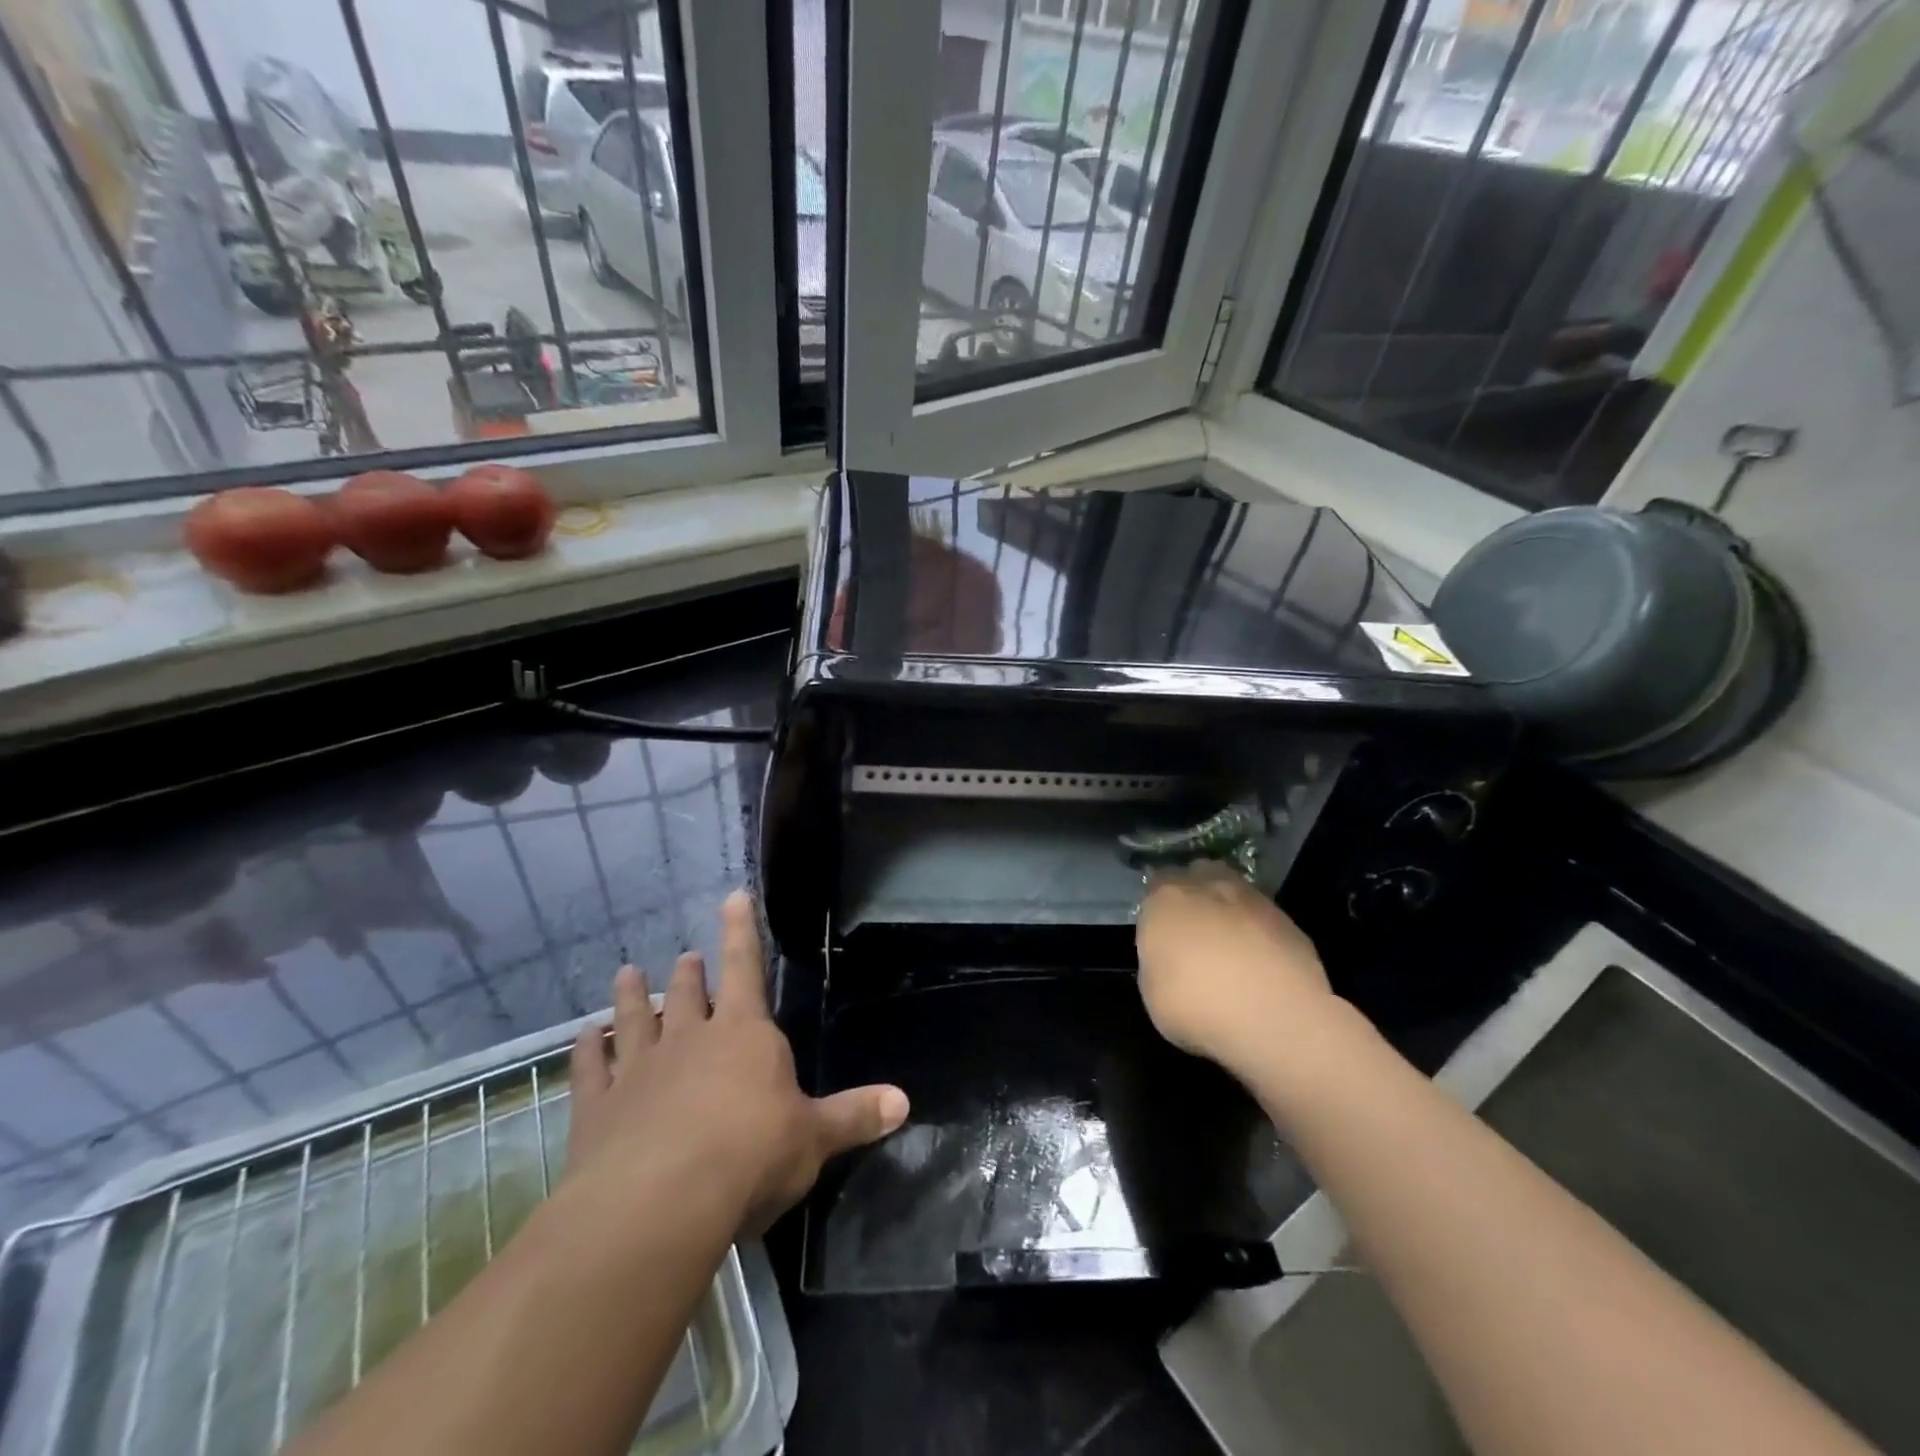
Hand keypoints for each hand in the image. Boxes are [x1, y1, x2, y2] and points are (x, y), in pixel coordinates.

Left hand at [565, 890, 909, 1233]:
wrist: (659, 1204)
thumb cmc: (750, 1157)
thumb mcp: (813, 1138)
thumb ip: (854, 1115)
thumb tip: (904, 1101)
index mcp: (744, 1035)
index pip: (745, 968)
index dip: (741, 931)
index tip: (732, 896)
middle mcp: (689, 1040)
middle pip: (688, 994)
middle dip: (689, 973)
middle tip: (685, 956)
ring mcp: (639, 1070)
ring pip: (634, 1020)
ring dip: (632, 997)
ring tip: (626, 974)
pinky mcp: (598, 1108)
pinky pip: (590, 1070)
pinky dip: (584, 1052)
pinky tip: (581, 1038)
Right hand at [1135, 862, 1334, 1075]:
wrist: (1274, 1017)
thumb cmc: (1196, 1006)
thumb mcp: (1152, 992)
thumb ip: (1158, 960)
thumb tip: (1170, 957)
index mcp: (1165, 900)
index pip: (1155, 886)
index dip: (1158, 907)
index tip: (1161, 932)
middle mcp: (1206, 887)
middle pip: (1197, 876)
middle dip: (1195, 895)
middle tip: (1194, 931)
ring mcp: (1251, 899)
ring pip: (1233, 892)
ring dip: (1229, 911)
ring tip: (1230, 949)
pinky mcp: (1287, 919)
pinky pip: (1262, 918)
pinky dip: (1258, 933)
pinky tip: (1260, 965)